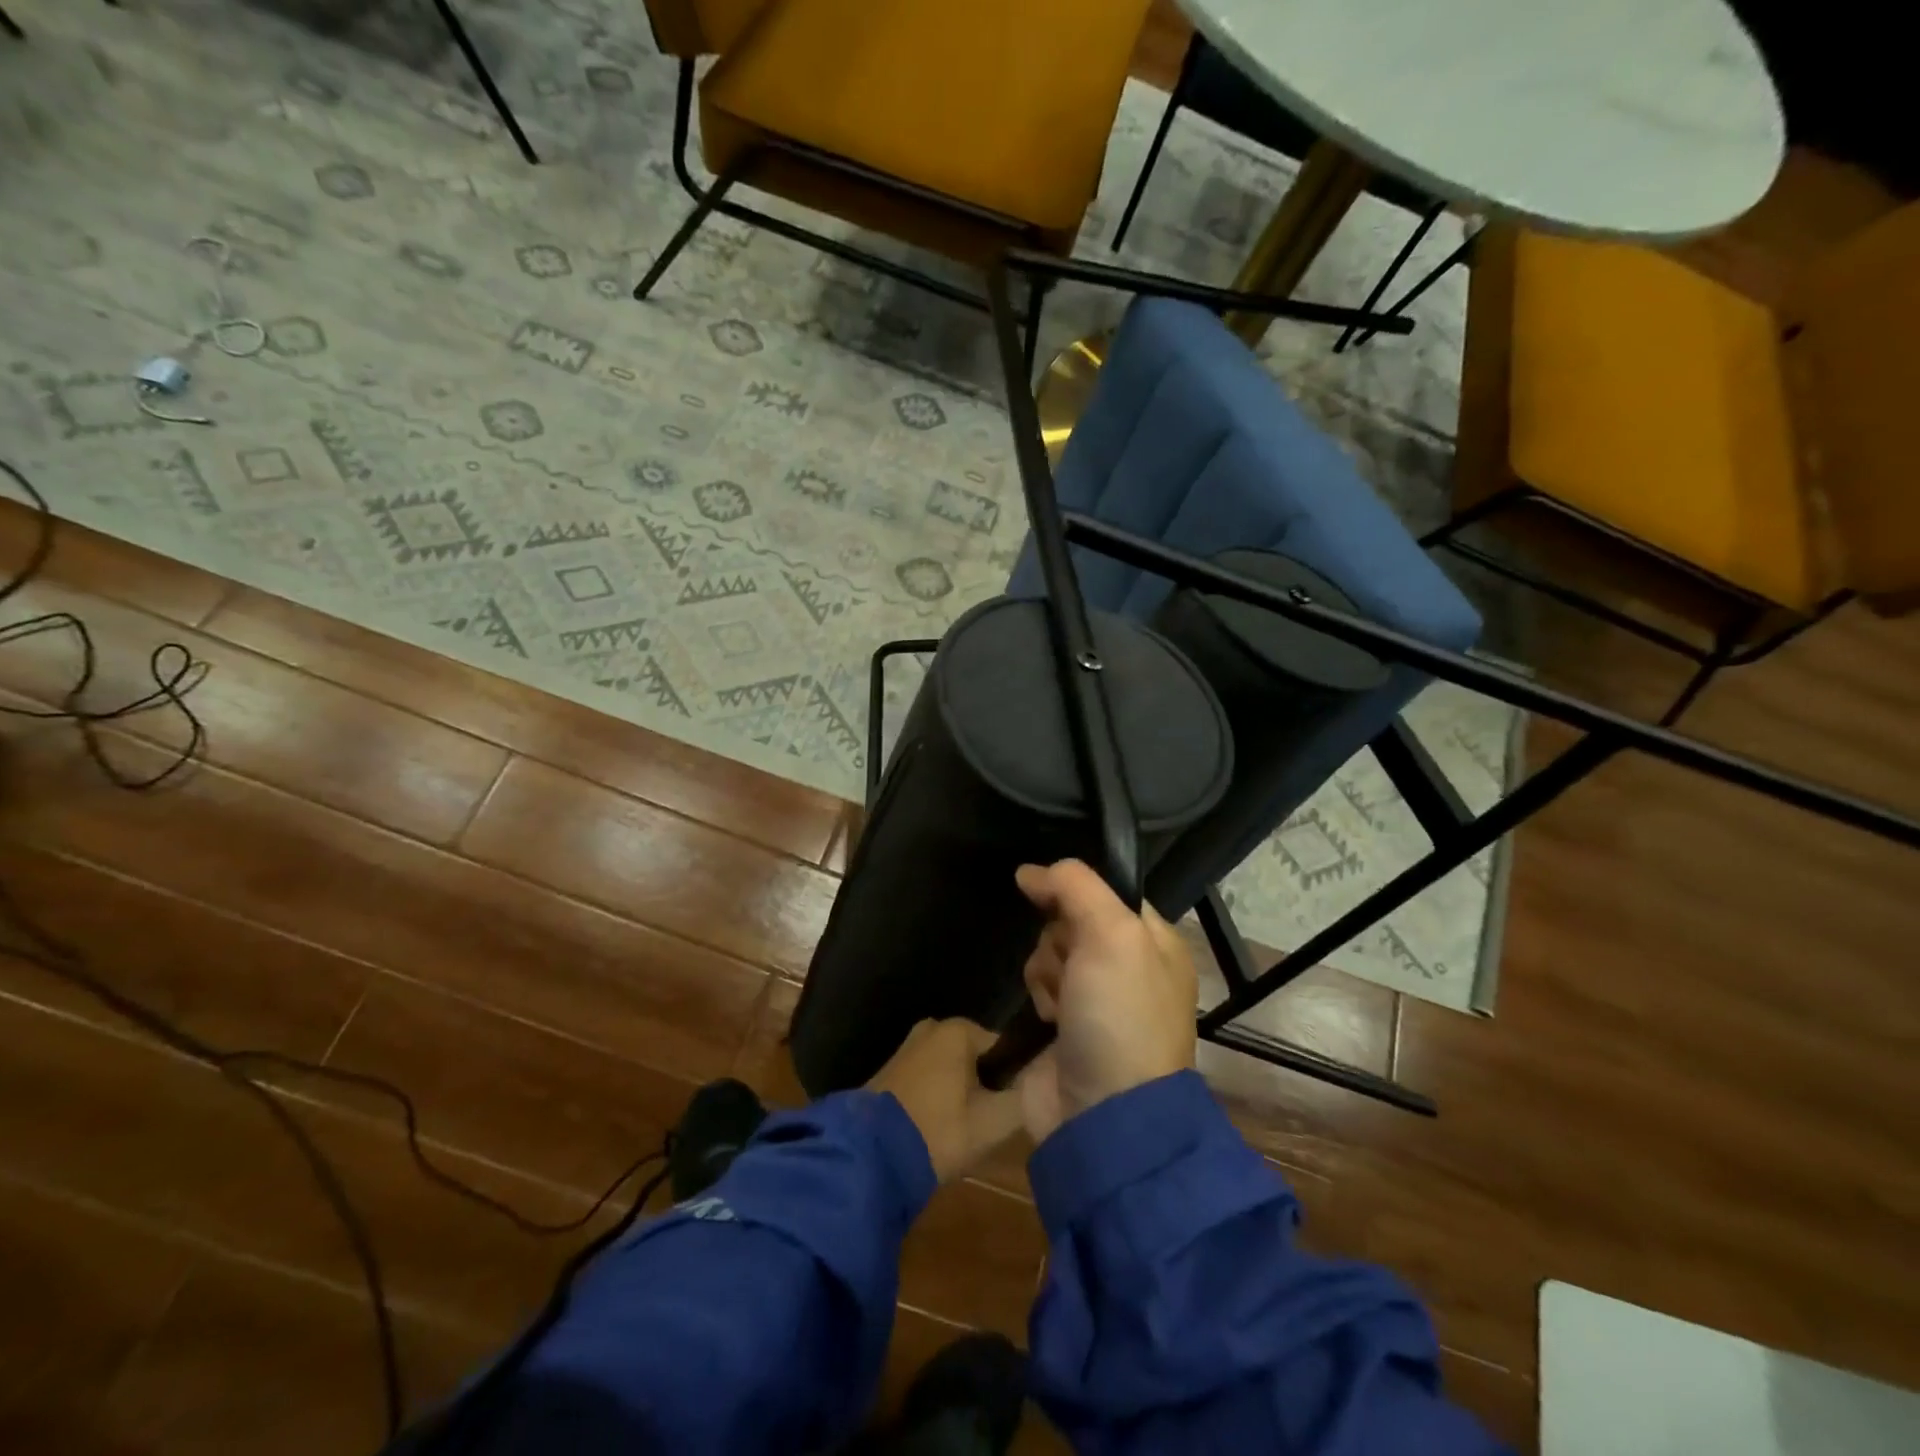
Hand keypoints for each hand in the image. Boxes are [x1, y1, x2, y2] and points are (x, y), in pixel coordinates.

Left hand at [867, 1019, 1026, 1181]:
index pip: (1005, 1050)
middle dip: (984, 1088)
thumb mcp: (994, 1122)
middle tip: (985, 1127)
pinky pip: (928, 1079)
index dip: (1013, 1082)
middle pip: (977, 1059)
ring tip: (960, 1133)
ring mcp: (907, 1046)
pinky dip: (936, 1098)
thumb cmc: (939, 1130)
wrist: (870, 1155)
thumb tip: (1046, 1081)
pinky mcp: (890, 1069)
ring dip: (960, 1096)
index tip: (1008, 1114)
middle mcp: (933, 1026)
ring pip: (951, 1070)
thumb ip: (1027, 1098)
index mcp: (959, 1029)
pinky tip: (936, 1129)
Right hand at [1014, 860, 1196, 1143]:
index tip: (1048, 897)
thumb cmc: (1119, 1016)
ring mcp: (1098, 997)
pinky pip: (1041, 985)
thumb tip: (1030, 871)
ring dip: (1046, 969)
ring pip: (1050, 950)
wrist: (1104, 1114)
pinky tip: (1048, 1019)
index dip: (1074, 891)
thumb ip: (1075, 886)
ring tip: (1060, 1001)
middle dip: (1060, 938)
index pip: (1106, 890)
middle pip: (1072, 919)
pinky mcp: (1068, 1024)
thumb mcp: (1111, 935)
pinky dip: (1039, 996)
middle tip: (1071, 966)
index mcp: (1155, 940)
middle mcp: (1129, 965)